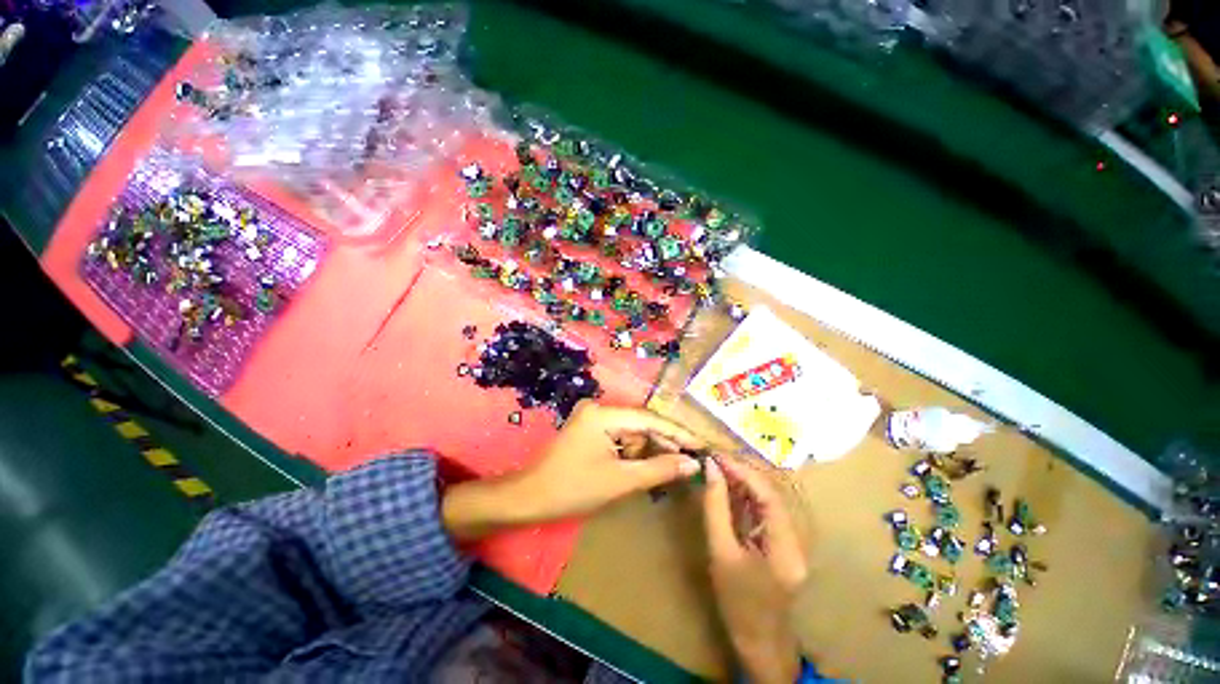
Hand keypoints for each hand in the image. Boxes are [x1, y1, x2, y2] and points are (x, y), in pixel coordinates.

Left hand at [443, 401, 703, 539]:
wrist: (528, 498)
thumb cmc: (573, 489)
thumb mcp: (620, 481)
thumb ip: (659, 469)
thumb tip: (692, 463)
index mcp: (603, 414)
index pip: (649, 419)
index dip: (677, 432)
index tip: (702, 444)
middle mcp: (598, 408)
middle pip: (640, 424)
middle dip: (660, 444)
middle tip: (685, 464)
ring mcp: (592, 418)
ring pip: (631, 432)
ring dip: (644, 451)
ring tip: (654, 473)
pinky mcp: (589, 429)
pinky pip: (618, 437)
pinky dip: (630, 453)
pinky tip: (635, 469)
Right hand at [702, 456, 807, 683]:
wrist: (758, 643)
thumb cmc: (737, 603)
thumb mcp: (720, 553)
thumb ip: (715, 508)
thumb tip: (711, 470)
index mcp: (785, 546)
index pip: (768, 496)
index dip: (743, 472)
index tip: (717, 457)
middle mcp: (794, 539)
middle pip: (770, 494)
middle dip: (742, 473)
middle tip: (714, 459)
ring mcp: (790, 541)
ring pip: (766, 501)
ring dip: (742, 483)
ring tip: (717, 468)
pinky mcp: (781, 543)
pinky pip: (762, 512)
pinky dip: (744, 498)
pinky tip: (726, 488)